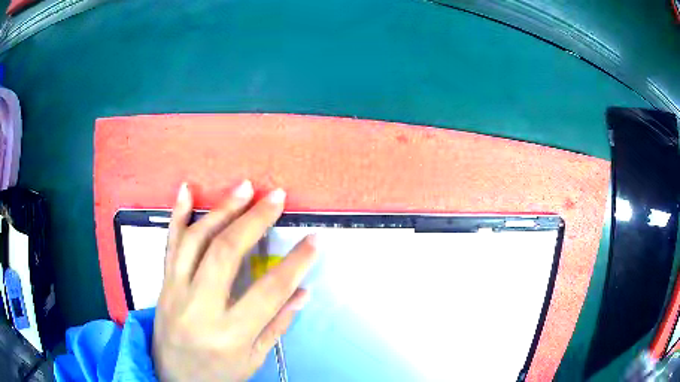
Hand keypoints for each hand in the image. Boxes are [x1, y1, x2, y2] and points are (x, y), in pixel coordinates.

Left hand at [153, 180, 316, 380]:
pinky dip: (177, 214)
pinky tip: (186, 190)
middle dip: (254, 221)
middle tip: (275, 198)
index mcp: (229, 334)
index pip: (269, 292)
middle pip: (226, 254)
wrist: (173, 376)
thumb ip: (277, 325)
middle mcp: (199, 307)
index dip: (295, 264)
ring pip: (196, 241)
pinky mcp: (164, 282)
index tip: (313, 241)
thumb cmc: (216, 373)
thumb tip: (302, 292)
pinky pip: (170, 244)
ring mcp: (176, 291)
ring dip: (222, 210)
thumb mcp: (253, 360)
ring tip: (243, 188)